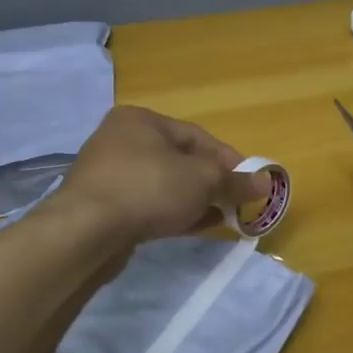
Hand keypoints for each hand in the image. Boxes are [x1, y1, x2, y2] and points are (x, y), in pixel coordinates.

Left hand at [48, 106, 269, 244]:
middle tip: (234, 202)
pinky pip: (146, 204)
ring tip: (218, 218)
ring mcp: (108, 174)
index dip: (228, 160)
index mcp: (141, 120)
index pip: (196, 135)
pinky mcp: (102, 206)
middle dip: (210, 182)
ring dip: (193, 200)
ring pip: (163, 183)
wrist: (85, 232)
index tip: (249, 183)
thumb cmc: (148, 189)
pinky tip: (192, 227)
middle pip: (179, 160)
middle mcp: (120, 140)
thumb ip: (235, 181)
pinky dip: (171, 212)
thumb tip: (266, 182)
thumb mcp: (202, 181)